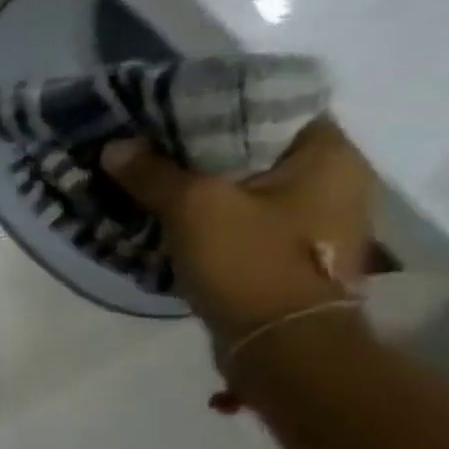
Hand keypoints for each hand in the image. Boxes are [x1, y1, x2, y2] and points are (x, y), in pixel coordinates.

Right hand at [102, 119, 375, 345]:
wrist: (281, 346)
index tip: (172, 105)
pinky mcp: (287, 253)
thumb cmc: (252, 262)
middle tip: (150, 139)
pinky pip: (241, 216)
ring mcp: (313, 222)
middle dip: (201, 144)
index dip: (221, 101)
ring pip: (244, 184)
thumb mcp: (193, 207)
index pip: (275, 106)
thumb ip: (152, 172)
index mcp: (330, 158)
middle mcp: (333, 183)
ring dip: (200, 181)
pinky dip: (206, 211)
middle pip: (256, 146)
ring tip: (149, 173)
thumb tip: (115, 147)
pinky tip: (167, 211)